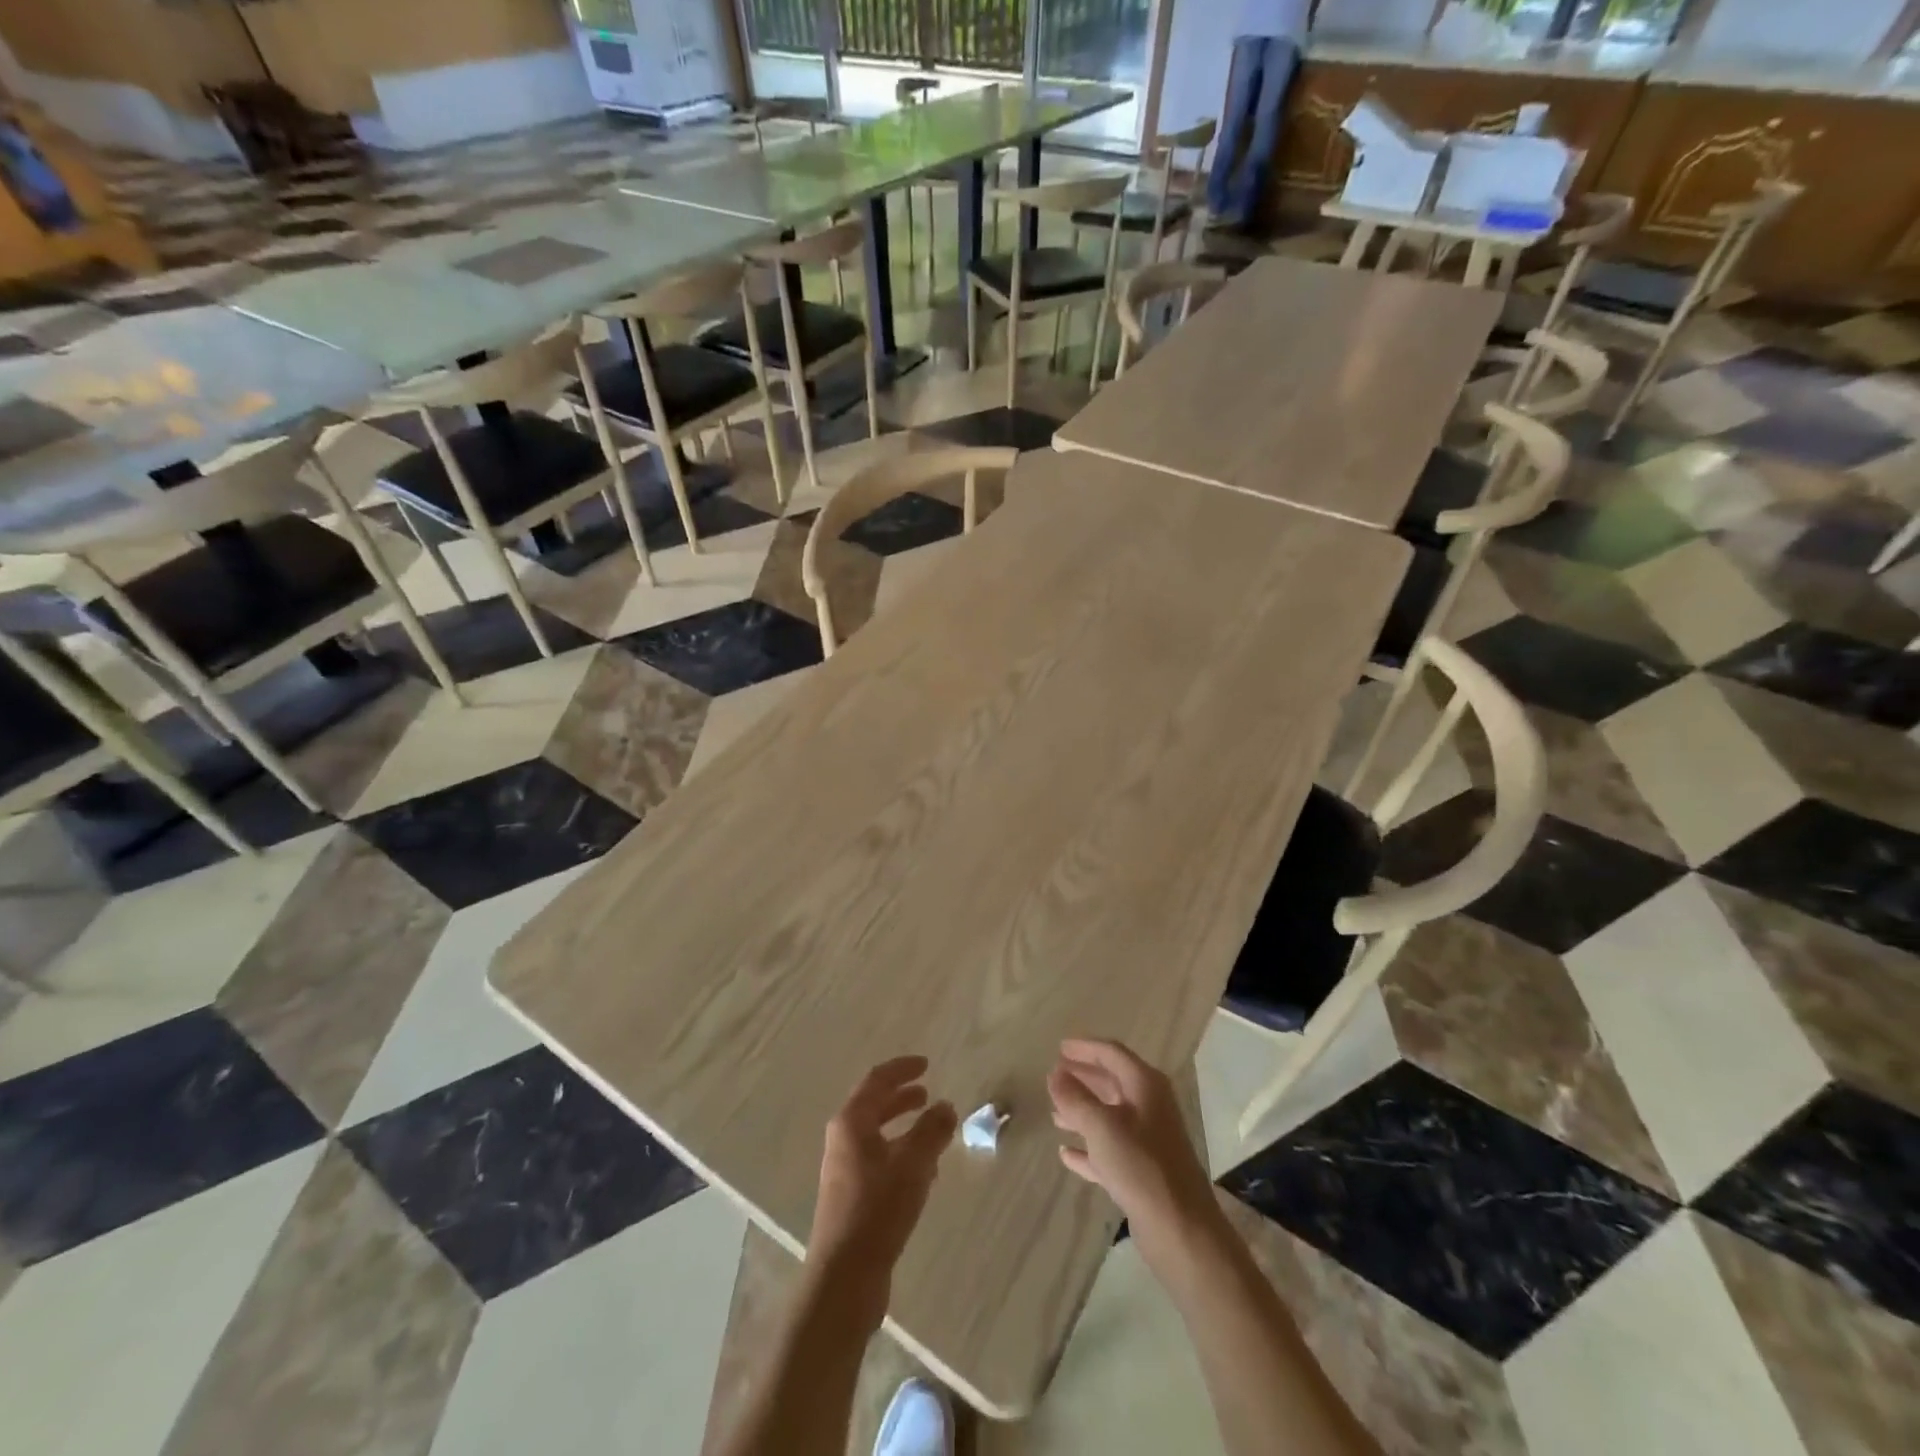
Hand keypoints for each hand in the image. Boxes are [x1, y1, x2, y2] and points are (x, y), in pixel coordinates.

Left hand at [808, 1056, 957, 1326]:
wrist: (844, 1279)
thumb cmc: (877, 1211)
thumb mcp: (913, 1165)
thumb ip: (932, 1131)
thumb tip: (946, 1106)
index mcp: (851, 1123)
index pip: (877, 1081)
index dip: (902, 1069)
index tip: (926, 1064)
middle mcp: (843, 1140)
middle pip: (873, 1106)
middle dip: (901, 1096)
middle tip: (927, 1091)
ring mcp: (844, 1170)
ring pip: (877, 1135)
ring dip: (903, 1126)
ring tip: (931, 1127)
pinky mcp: (851, 1197)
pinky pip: (879, 1160)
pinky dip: (900, 1153)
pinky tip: (924, 1171)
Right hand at [1049, 1039, 1222, 1275]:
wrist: (1181, 1230)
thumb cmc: (1140, 1165)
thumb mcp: (1101, 1126)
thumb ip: (1074, 1098)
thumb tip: (1054, 1074)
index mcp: (1145, 1085)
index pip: (1112, 1053)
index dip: (1084, 1048)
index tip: (1058, 1047)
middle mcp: (1149, 1107)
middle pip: (1112, 1082)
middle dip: (1083, 1078)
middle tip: (1054, 1076)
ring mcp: (1147, 1140)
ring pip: (1109, 1116)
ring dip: (1082, 1112)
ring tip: (1054, 1113)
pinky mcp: (1142, 1172)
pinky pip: (1109, 1150)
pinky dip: (1088, 1148)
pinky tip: (1066, 1154)